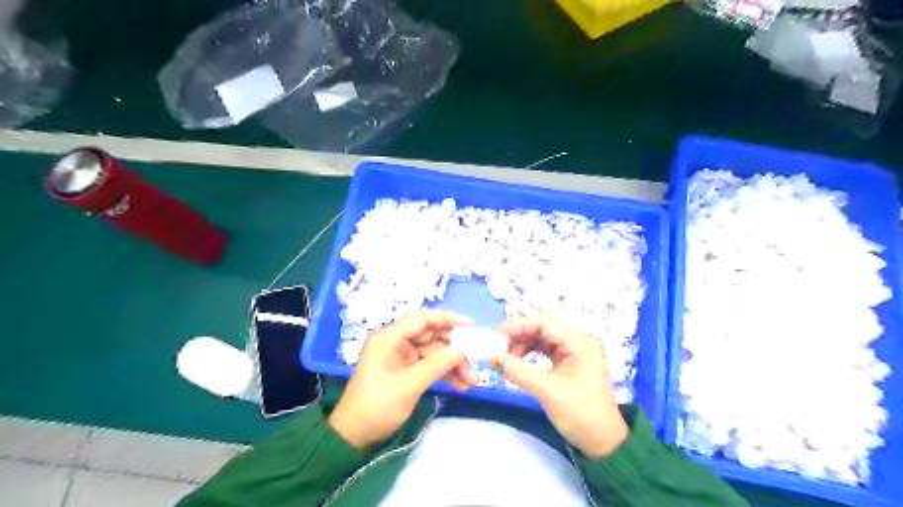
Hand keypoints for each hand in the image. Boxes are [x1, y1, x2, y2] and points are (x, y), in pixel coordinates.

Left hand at [330, 308, 473, 447]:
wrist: (354, 437)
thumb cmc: (377, 406)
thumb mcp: (409, 385)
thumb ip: (437, 364)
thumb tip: (462, 349)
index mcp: (389, 338)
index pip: (422, 319)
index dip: (447, 319)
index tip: (470, 326)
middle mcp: (396, 343)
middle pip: (431, 337)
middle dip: (454, 350)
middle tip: (475, 362)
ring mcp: (401, 357)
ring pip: (434, 353)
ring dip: (452, 365)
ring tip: (471, 381)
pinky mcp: (405, 371)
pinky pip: (429, 366)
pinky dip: (444, 374)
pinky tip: (460, 384)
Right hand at [493, 316, 629, 457]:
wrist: (603, 441)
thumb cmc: (580, 413)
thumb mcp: (547, 391)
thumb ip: (519, 372)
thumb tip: (494, 359)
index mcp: (579, 342)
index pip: (544, 323)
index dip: (518, 326)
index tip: (497, 336)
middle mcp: (577, 340)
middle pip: (542, 327)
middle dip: (519, 335)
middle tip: (498, 348)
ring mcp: (574, 350)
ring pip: (542, 337)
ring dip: (522, 344)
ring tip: (506, 359)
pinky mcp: (569, 360)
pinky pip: (545, 348)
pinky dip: (529, 352)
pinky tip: (517, 362)